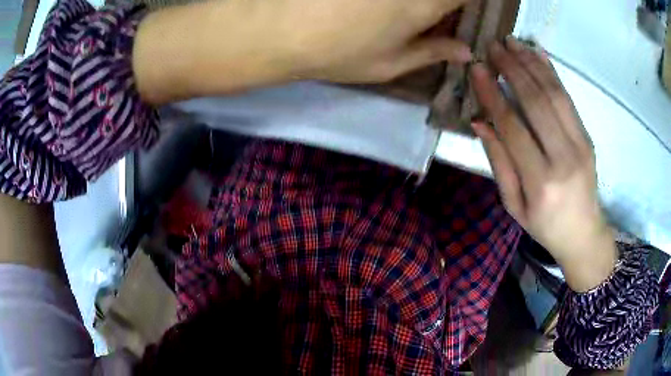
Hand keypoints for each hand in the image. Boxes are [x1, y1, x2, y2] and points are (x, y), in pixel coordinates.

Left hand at [271, 0, 472, 81]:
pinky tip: (385, 10)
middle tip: (434, 18)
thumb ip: (434, 52)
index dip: (473, 4)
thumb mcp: (392, 63)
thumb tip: (466, 51)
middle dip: (449, 6)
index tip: (465, 13)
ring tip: (405, 17)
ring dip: (422, 4)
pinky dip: (399, 1)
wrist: (281, 28)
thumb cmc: (340, 52)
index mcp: (427, 3)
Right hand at [470, 38, 616, 291]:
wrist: (584, 234)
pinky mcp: (588, 138)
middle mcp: (563, 159)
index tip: (478, 69)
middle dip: (512, 69)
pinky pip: (568, 99)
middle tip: (493, 46)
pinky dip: (552, 73)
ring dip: (531, 64)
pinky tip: (538, 54)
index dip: (493, 95)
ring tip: (512, 42)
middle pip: (536, 103)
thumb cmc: (544, 225)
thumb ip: (499, 163)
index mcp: (540, 182)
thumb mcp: (514, 205)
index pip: (513, 127)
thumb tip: (480, 122)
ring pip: (554, 95)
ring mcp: (580, 145)